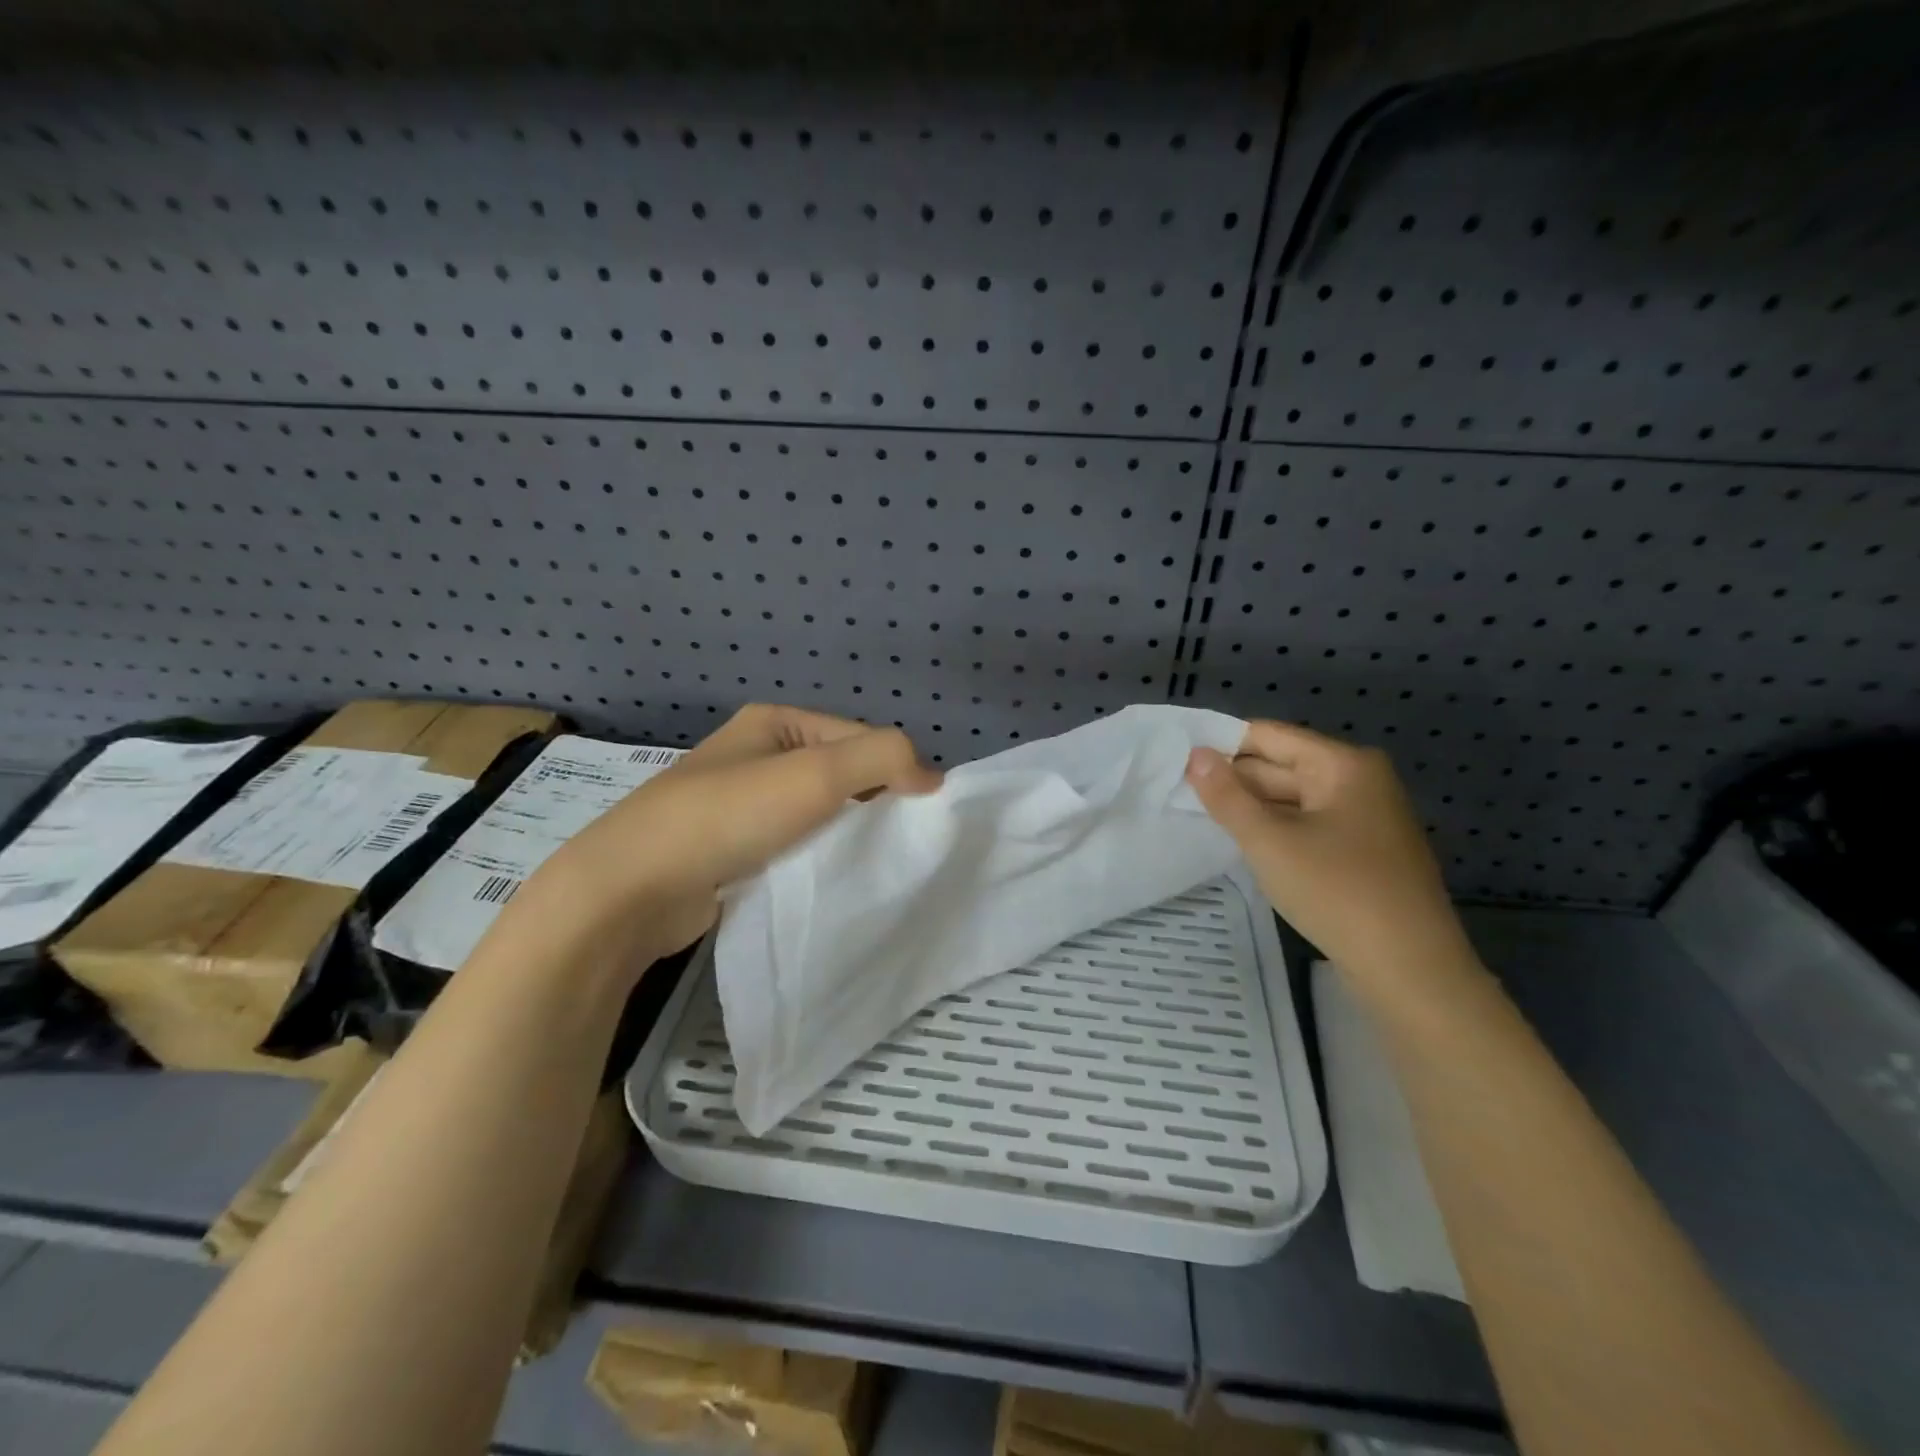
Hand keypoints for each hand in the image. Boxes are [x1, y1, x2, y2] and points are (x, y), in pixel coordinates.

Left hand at [526, 705, 941, 963]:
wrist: (632, 888)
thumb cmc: (728, 816)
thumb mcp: (816, 773)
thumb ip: (883, 758)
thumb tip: (932, 775)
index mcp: (774, 722)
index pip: (857, 736)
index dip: (892, 768)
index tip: (915, 812)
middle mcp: (755, 755)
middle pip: (837, 773)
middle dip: (868, 803)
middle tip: (894, 841)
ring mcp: (738, 804)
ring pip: (814, 813)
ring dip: (842, 834)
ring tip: (864, 862)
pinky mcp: (729, 849)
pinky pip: (790, 845)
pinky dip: (812, 858)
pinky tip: (824, 879)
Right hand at [1185, 721, 1477, 989]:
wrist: (1410, 969)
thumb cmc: (1337, 892)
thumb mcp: (1269, 841)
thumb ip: (1226, 795)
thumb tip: (1194, 754)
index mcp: (1343, 765)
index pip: (1269, 736)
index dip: (1222, 745)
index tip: (1175, 757)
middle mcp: (1359, 781)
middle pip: (1281, 766)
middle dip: (1232, 780)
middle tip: (1175, 789)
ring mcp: (1364, 819)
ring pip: (1292, 800)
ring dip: (1250, 808)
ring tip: (1197, 815)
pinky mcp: (1363, 852)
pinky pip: (1307, 826)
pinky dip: (1275, 831)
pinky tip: (1241, 844)